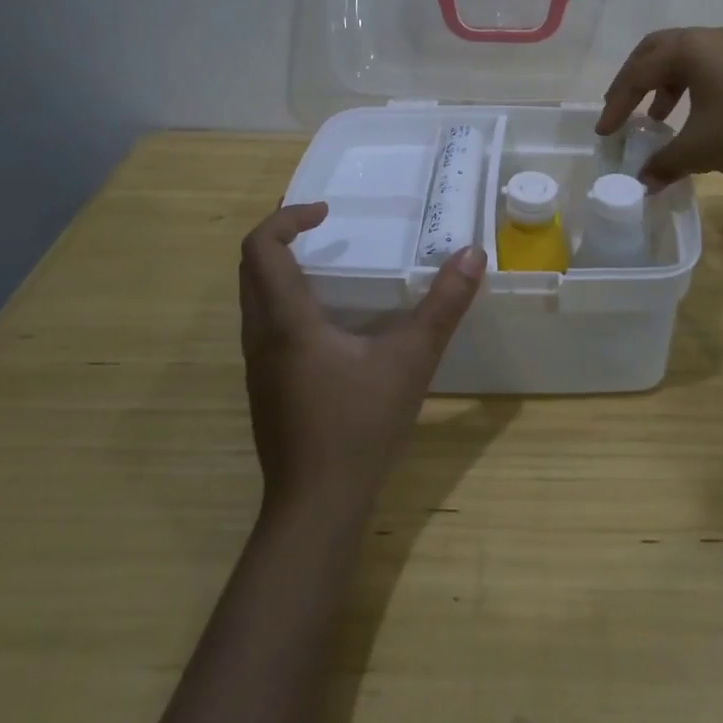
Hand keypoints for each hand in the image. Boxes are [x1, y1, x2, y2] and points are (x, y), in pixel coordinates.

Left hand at [238, 203, 485, 514]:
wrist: (315, 509)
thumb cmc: (358, 426)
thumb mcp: (410, 360)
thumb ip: (443, 305)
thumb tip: (472, 254)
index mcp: (285, 322)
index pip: (260, 249)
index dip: (287, 218)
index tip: (326, 212)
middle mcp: (261, 338)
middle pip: (250, 269)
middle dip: (280, 236)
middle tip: (320, 225)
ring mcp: (258, 367)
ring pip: (253, 299)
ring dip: (280, 269)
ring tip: (326, 264)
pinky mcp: (266, 389)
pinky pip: (264, 325)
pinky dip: (285, 301)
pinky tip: (328, 322)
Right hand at [595, 27, 722, 188]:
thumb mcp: (700, 149)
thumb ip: (664, 163)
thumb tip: (642, 184)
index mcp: (688, 49)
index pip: (637, 74)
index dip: (616, 105)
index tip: (604, 133)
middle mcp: (707, 38)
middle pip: (654, 52)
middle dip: (633, 82)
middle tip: (621, 110)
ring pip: (682, 58)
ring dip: (662, 85)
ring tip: (658, 118)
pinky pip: (705, 66)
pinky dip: (688, 86)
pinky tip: (694, 116)